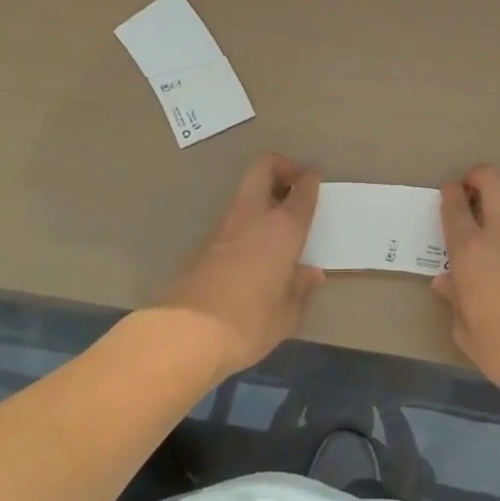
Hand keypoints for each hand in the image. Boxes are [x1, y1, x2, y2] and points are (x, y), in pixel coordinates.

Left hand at [155, 153, 323, 379]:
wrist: (185, 333)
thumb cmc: (248, 322)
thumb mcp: (285, 315)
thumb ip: (300, 289)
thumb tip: (310, 273)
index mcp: (283, 228)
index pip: (302, 191)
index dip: (310, 181)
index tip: (314, 180)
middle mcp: (253, 216)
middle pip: (263, 168)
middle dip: (280, 167)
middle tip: (292, 186)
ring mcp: (224, 226)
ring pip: (245, 192)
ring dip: (262, 197)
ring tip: (275, 224)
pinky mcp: (203, 243)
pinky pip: (232, 219)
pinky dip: (246, 222)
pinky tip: (252, 250)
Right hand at [433, 166, 499, 401]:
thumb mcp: (466, 331)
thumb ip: (455, 300)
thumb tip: (446, 281)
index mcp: (471, 249)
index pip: (456, 205)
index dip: (449, 193)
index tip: (447, 195)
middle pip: (493, 181)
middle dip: (478, 177)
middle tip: (469, 193)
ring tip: (488, 219)